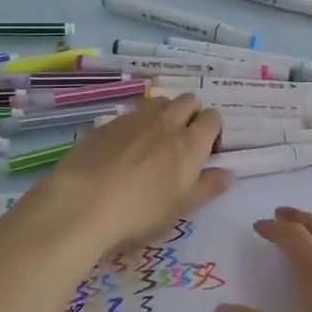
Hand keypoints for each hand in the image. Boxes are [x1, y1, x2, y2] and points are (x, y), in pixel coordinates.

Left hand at [32, 94, 228, 253]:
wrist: (83, 203)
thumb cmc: (141, 211)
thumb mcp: (182, 207)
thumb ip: (208, 186)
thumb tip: (228, 173)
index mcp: (190, 142)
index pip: (213, 118)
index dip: (213, 131)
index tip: (206, 152)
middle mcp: (166, 122)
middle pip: (188, 100)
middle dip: (191, 114)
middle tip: (182, 143)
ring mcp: (135, 119)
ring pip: (159, 102)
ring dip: (165, 114)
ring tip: (154, 141)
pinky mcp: (107, 123)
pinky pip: (131, 114)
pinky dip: (136, 124)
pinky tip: (123, 149)